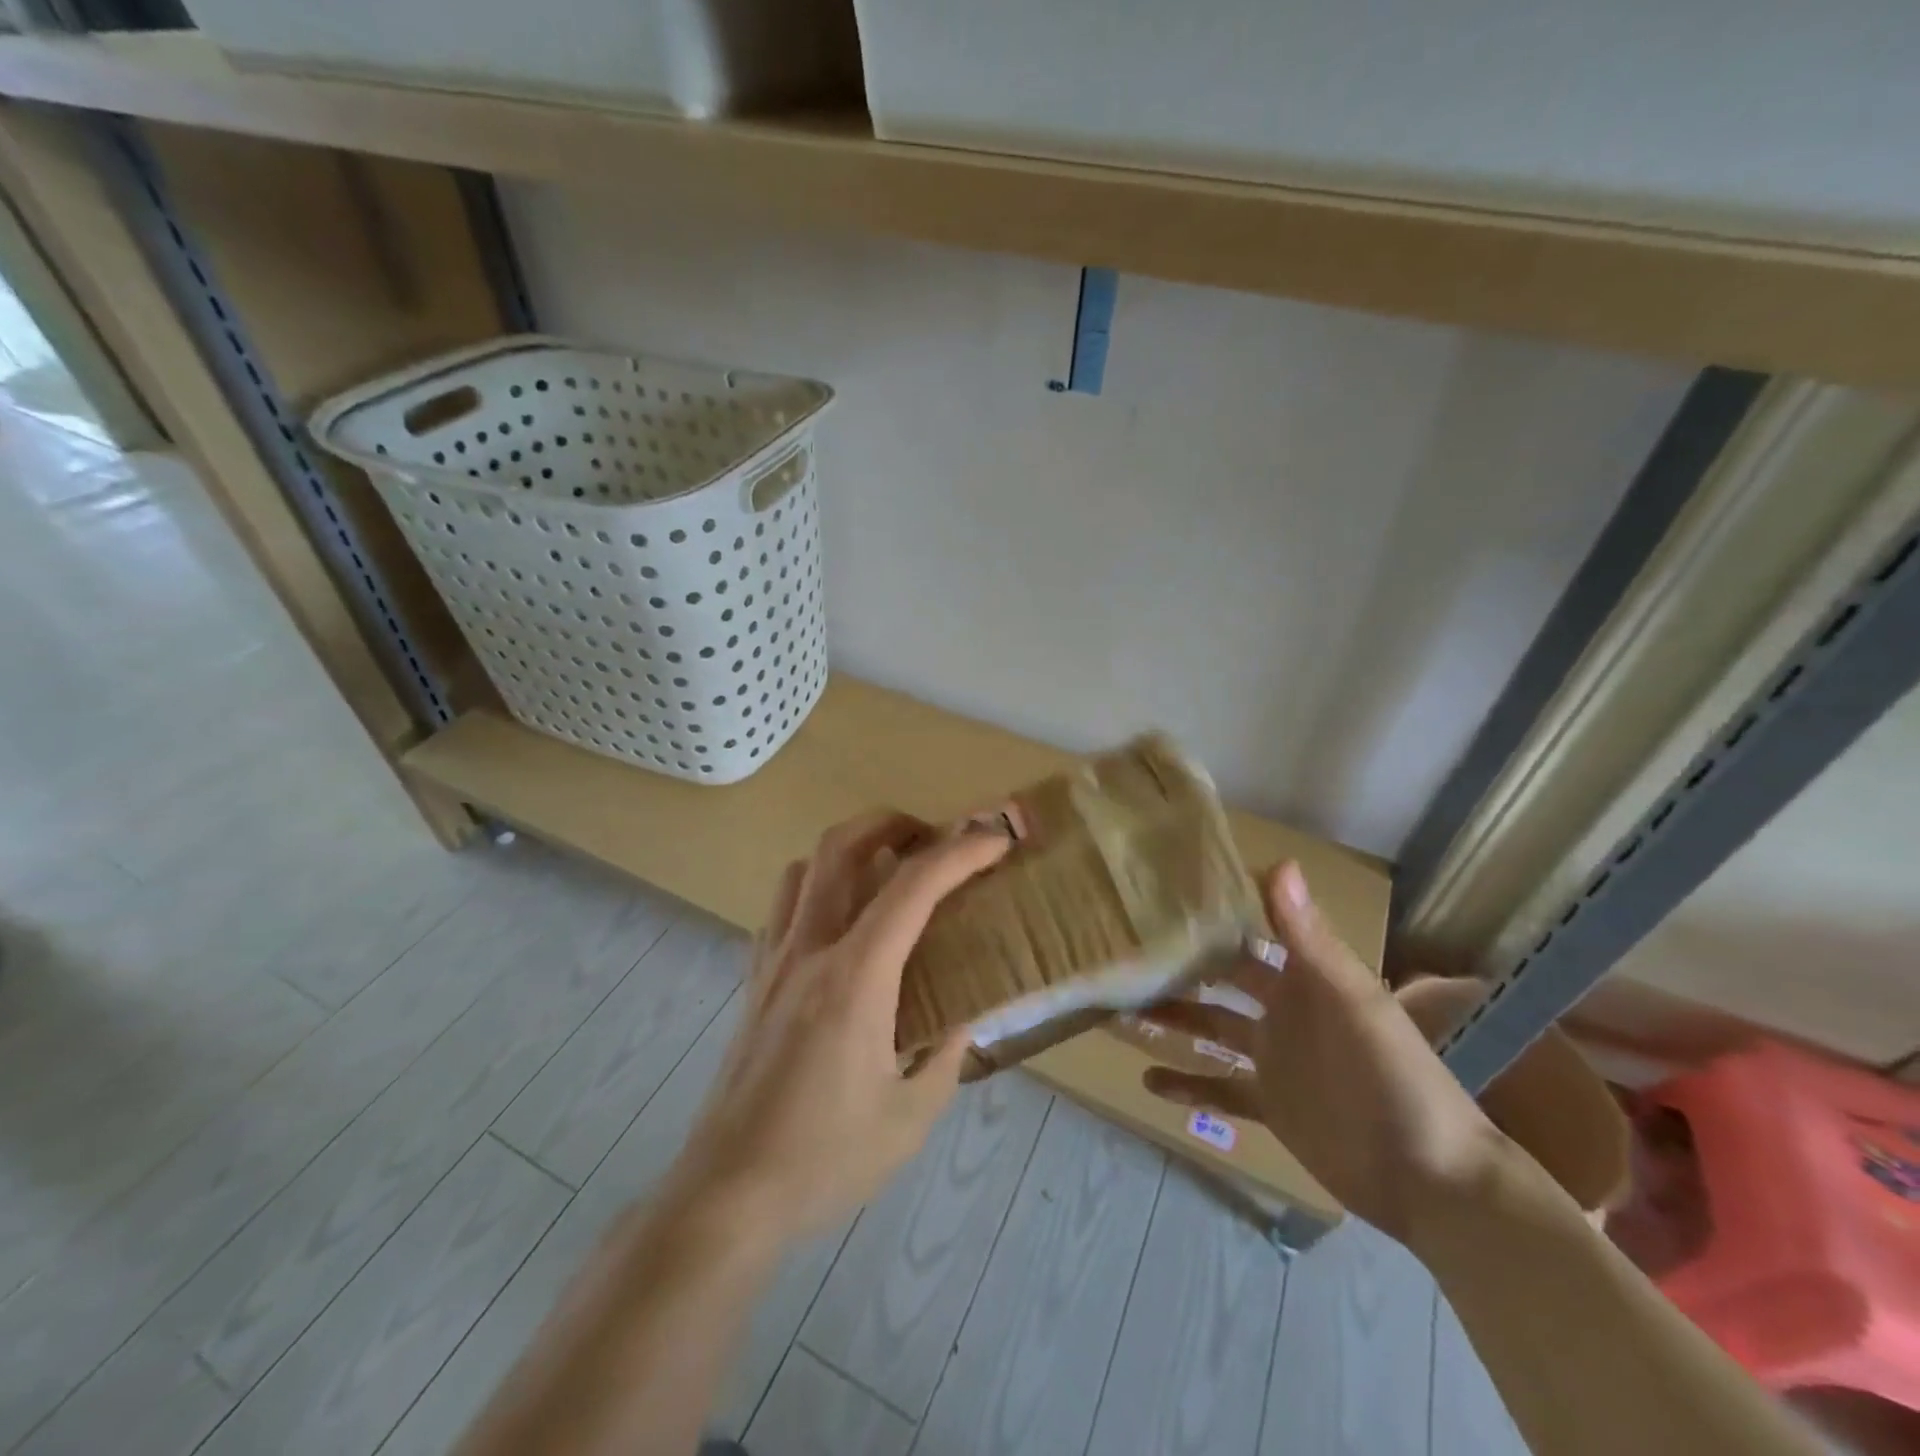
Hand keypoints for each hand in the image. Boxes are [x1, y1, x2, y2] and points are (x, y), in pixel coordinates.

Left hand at [666, 812, 1010, 1246]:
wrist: (727, 1196)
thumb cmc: (824, 1159)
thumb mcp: (910, 1117)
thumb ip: (946, 1055)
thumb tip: (963, 1017)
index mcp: (856, 978)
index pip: (913, 888)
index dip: (960, 853)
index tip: (995, 841)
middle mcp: (809, 951)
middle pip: (840, 847)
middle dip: (891, 822)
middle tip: (931, 837)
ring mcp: (773, 962)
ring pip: (804, 869)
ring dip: (849, 850)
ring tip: (886, 871)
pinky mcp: (753, 982)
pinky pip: (782, 908)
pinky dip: (816, 889)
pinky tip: (840, 926)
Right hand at [1142, 861, 1511, 1245]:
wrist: (1433, 1180)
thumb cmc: (1397, 1078)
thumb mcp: (1354, 1002)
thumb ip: (1310, 938)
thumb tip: (1277, 863)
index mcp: (1303, 977)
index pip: (1249, 930)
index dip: (1213, 911)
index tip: (1161, 890)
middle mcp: (1281, 1009)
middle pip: (1219, 978)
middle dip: (1178, 963)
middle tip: (1124, 948)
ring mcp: (1272, 1057)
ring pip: (1209, 1027)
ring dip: (1170, 1018)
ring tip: (1118, 1006)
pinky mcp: (1269, 1103)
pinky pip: (1218, 1087)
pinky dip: (1185, 1085)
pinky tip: (1146, 1081)